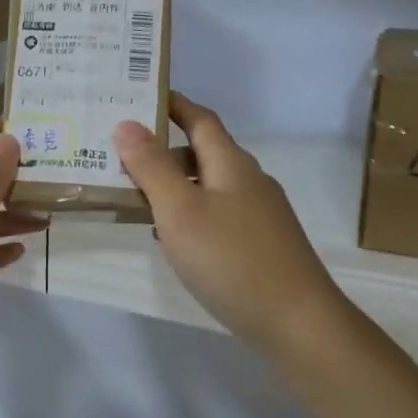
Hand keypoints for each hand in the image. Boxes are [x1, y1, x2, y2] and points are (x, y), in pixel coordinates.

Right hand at [115, 93, 349, 357]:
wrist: (297, 321)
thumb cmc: (231, 258)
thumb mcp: (180, 209)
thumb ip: (152, 167)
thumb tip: (128, 123)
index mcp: (231, 163)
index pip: (200, 118)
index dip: (173, 104)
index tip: (140, 95)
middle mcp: (249, 181)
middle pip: (203, 152)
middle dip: (164, 150)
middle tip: (120, 155)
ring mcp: (260, 214)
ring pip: (209, 186)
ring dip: (174, 186)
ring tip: (135, 197)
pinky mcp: (262, 245)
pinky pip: (218, 215)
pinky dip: (190, 215)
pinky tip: (171, 239)